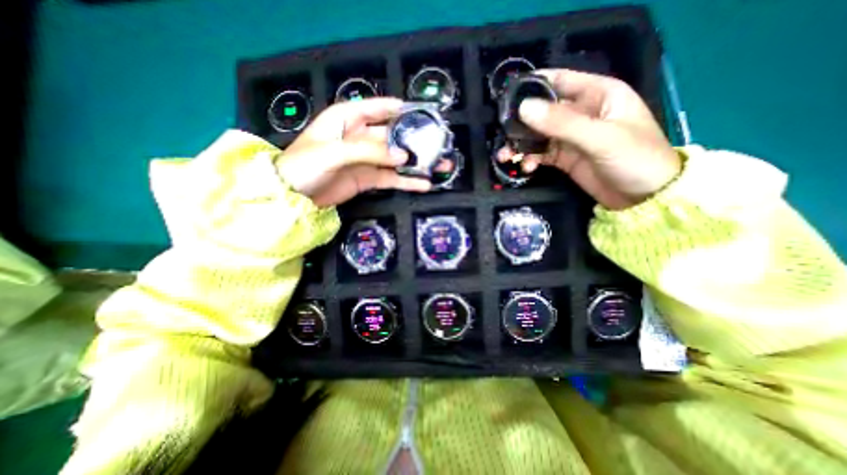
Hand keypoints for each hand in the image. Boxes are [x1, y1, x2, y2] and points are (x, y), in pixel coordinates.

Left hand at [274, 96, 431, 204]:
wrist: (293, 197)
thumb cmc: (305, 165)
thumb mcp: (334, 152)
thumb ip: (369, 151)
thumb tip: (403, 156)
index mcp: (349, 118)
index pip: (380, 108)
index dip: (403, 109)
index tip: (426, 115)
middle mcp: (361, 136)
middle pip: (395, 135)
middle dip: (417, 140)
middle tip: (440, 145)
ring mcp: (368, 159)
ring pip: (397, 158)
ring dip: (418, 163)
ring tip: (441, 165)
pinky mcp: (370, 178)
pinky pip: (392, 178)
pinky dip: (408, 181)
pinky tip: (424, 183)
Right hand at [498, 69, 679, 208]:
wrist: (643, 198)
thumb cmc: (634, 159)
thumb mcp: (600, 138)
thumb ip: (562, 123)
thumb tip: (524, 108)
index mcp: (598, 94)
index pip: (560, 81)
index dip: (533, 86)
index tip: (507, 97)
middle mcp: (581, 112)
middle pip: (543, 111)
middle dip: (521, 122)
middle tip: (502, 134)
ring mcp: (570, 137)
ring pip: (538, 135)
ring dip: (521, 144)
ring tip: (505, 156)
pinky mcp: (564, 158)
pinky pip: (540, 154)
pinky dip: (529, 159)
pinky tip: (525, 167)